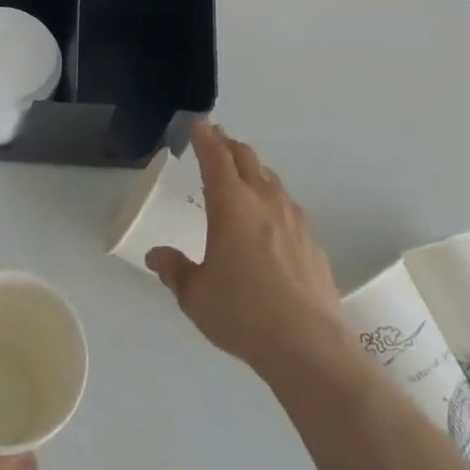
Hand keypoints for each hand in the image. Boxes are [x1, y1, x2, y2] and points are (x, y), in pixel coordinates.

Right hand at [147, 121, 350, 385]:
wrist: (310, 347)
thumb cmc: (243, 314)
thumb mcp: (195, 295)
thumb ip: (174, 270)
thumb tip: (156, 255)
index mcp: (231, 205)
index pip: (216, 158)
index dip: (205, 137)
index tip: (199, 122)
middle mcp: (264, 201)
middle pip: (246, 159)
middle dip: (228, 145)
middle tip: (216, 140)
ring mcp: (294, 219)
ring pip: (270, 179)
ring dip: (252, 169)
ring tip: (242, 174)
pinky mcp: (312, 241)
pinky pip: (287, 204)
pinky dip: (271, 196)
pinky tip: (270, 217)